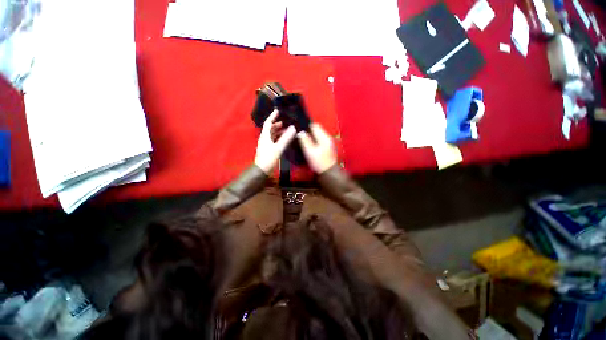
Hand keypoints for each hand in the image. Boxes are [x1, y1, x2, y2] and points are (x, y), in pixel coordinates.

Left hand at [255, 110, 296, 173]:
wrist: (262, 170)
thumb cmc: (269, 158)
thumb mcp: (278, 148)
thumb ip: (286, 138)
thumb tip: (293, 128)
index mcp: (265, 136)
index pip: (268, 123)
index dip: (273, 116)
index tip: (278, 110)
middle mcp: (264, 138)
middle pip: (270, 128)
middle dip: (277, 123)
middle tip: (286, 121)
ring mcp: (266, 144)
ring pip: (272, 134)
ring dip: (279, 131)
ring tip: (287, 129)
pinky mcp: (269, 149)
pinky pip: (274, 140)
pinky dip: (279, 137)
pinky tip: (285, 138)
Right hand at [297, 123, 336, 173]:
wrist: (328, 172)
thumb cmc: (319, 162)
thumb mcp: (310, 151)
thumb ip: (305, 140)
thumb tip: (300, 132)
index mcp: (324, 137)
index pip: (314, 125)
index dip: (306, 125)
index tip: (298, 129)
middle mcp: (327, 137)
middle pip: (316, 129)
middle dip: (308, 130)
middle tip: (299, 135)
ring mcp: (328, 142)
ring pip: (317, 134)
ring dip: (310, 135)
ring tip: (302, 139)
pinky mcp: (327, 146)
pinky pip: (319, 139)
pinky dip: (313, 140)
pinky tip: (308, 144)